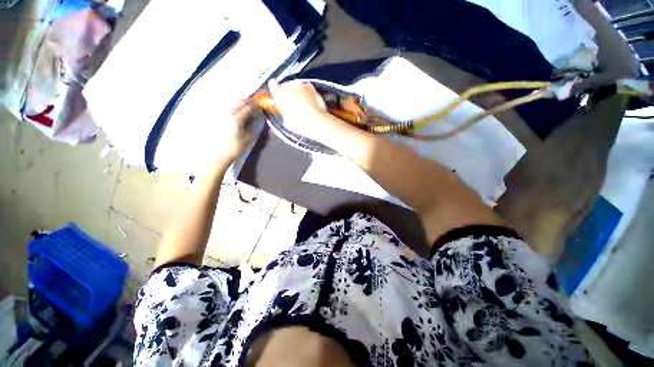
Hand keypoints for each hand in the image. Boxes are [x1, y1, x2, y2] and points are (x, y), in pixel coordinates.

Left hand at [211, 101, 261, 166]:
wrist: (218, 154)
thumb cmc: (236, 148)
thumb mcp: (250, 138)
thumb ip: (255, 125)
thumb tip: (259, 116)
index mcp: (236, 119)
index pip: (248, 107)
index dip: (257, 106)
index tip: (263, 106)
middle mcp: (228, 114)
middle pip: (241, 102)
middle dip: (251, 102)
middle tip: (258, 106)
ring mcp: (222, 114)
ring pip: (235, 104)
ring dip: (244, 105)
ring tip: (251, 111)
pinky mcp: (219, 117)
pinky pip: (231, 108)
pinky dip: (238, 109)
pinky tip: (242, 115)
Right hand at [268, 80, 347, 140]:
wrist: (315, 121)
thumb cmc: (299, 124)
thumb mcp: (287, 122)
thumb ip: (285, 114)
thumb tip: (287, 115)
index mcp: (278, 93)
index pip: (272, 85)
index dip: (276, 91)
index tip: (278, 95)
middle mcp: (288, 85)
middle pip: (286, 86)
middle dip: (289, 93)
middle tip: (293, 104)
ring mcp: (300, 84)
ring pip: (297, 86)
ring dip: (299, 92)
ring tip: (303, 105)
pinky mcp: (311, 86)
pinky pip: (307, 88)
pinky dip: (308, 93)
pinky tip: (311, 103)